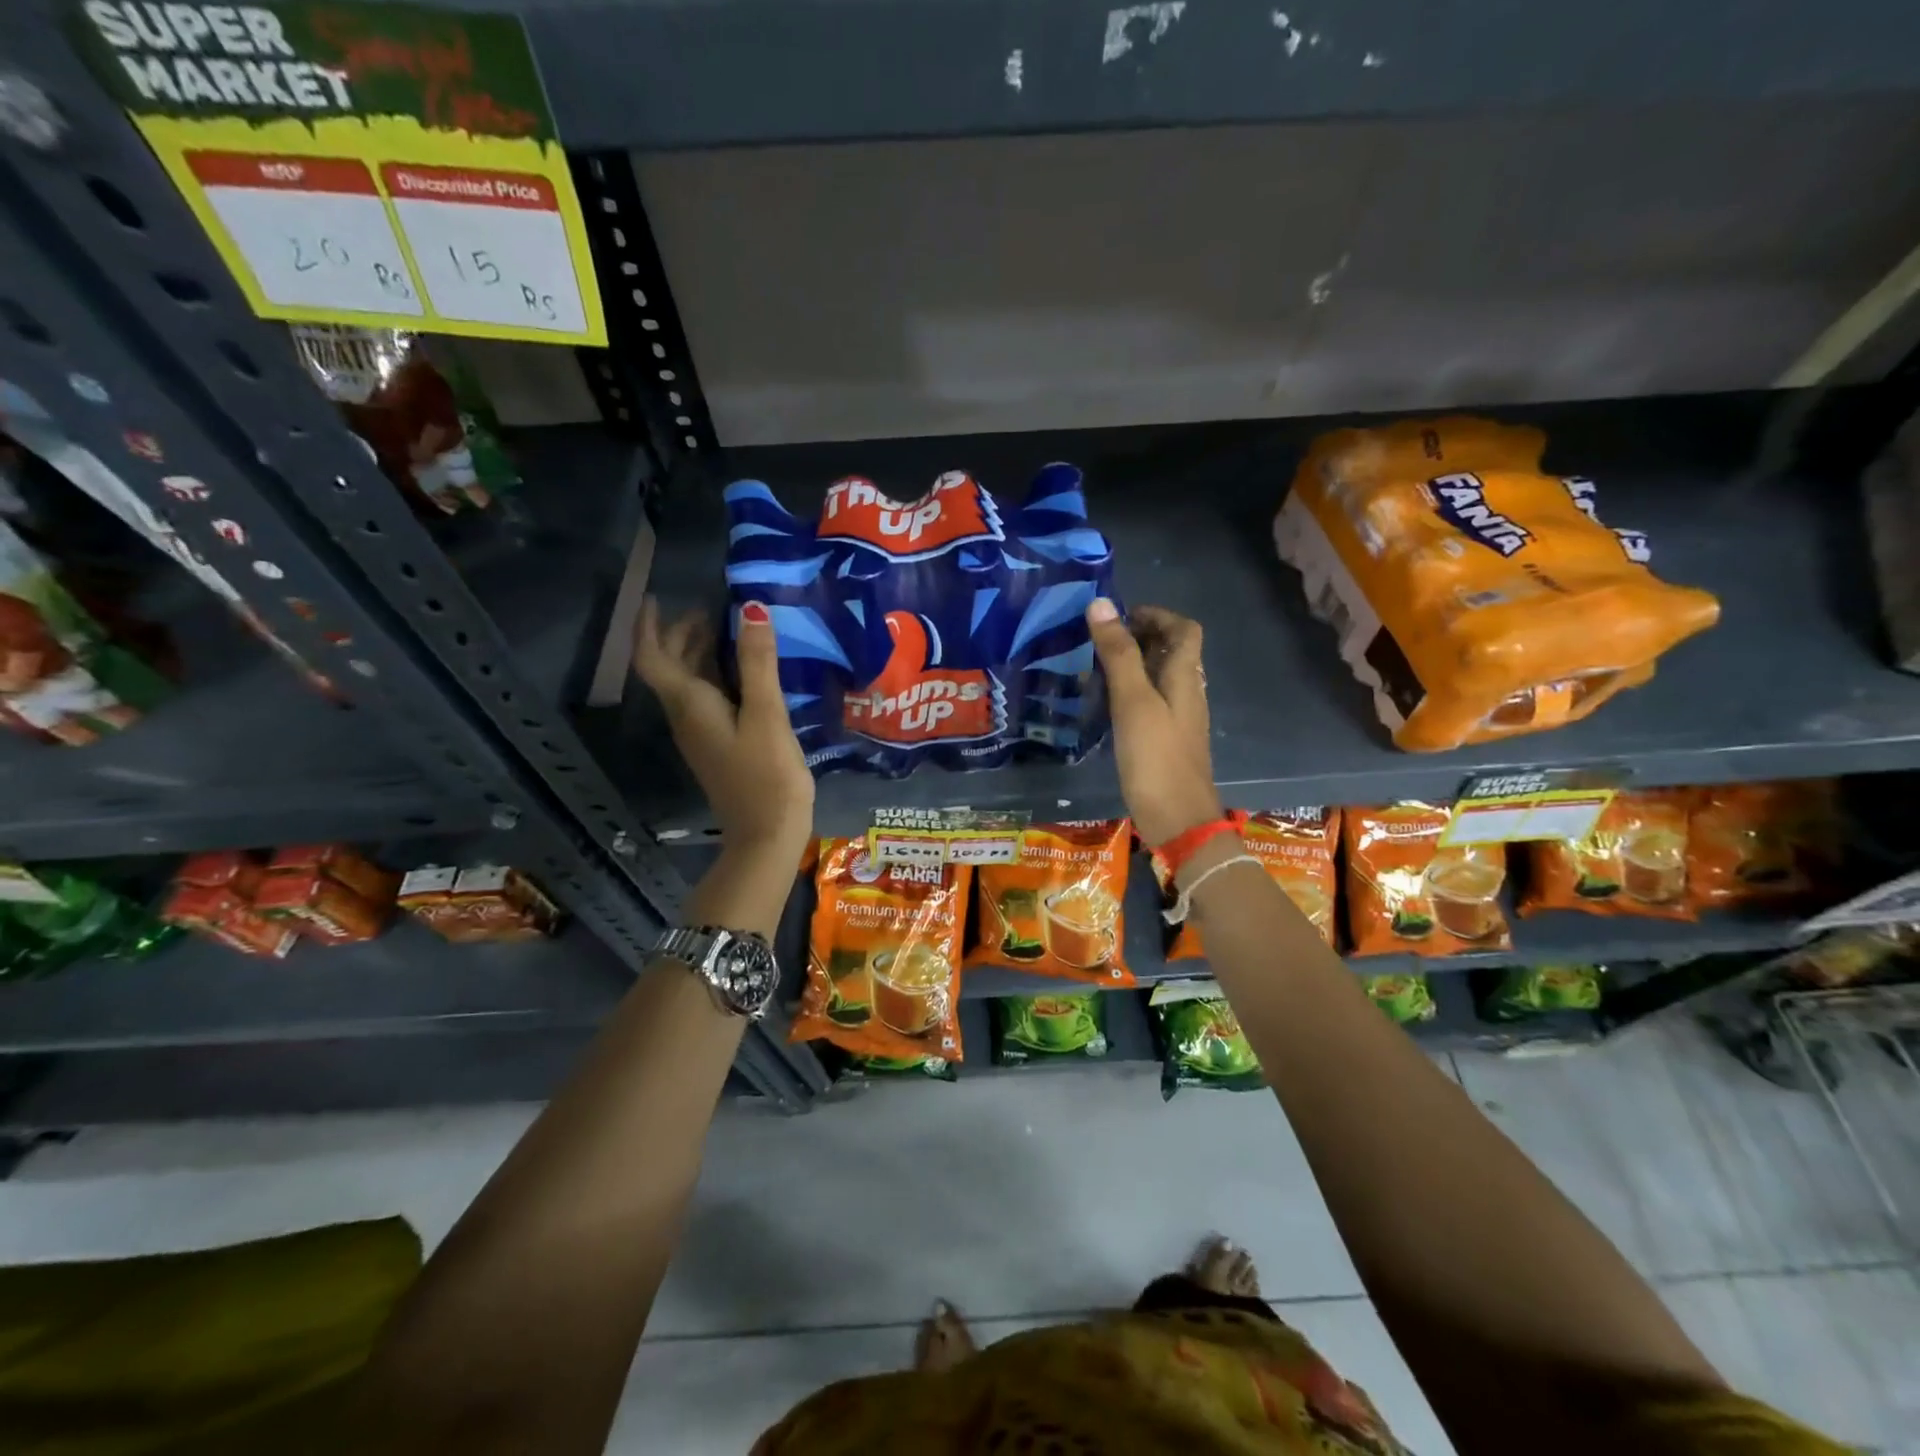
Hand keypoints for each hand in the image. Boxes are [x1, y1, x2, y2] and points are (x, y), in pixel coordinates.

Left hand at [633, 597, 814, 856]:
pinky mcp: (719, 745)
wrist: (767, 834)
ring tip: (733, 630)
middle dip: (682, 633)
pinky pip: (708, 699)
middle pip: (670, 668)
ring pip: (689, 683)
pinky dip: (719, 675)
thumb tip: (752, 609)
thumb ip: (758, 663)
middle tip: (713, 608)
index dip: (648, 625)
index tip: (658, 597)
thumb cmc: (767, 774)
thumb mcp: (766, 714)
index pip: (652, 657)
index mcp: (689, 705)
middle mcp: (686, 717)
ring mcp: (702, 734)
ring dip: (701, 653)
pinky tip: (748, 672)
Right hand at [1085, 599, 1223, 845]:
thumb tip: (1101, 604)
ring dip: (1130, 666)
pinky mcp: (1165, 741)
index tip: (1119, 617)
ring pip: (1158, 678)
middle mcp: (1186, 693)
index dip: (1157, 615)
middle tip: (1097, 641)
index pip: (1184, 629)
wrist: (1178, 821)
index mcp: (1185, 677)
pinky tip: (1101, 706)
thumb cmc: (1156, 758)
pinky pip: (1149, 703)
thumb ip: (1119, 654)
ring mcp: (1177, 719)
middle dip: (1138, 638)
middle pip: (1171, 651)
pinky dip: (1128, 693)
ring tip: (1091, 669)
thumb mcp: (1133, 702)